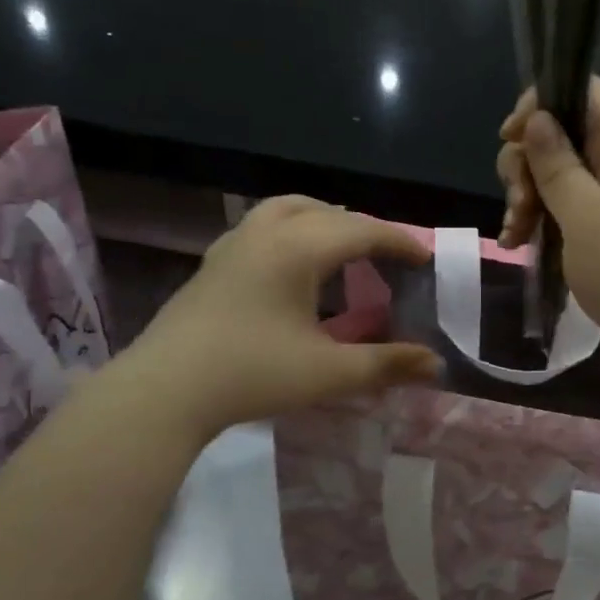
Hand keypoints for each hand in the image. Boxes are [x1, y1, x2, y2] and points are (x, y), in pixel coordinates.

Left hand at [130, 197, 439, 435]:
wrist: (164, 391)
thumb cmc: (251, 375)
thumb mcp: (328, 373)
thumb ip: (386, 364)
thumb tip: (436, 364)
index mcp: (297, 248)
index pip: (362, 230)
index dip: (399, 242)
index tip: (425, 259)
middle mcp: (266, 232)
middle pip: (328, 212)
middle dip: (365, 229)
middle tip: (390, 258)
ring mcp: (234, 243)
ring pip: (290, 208)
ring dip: (326, 219)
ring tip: (345, 246)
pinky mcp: (215, 262)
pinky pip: (265, 225)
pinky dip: (295, 229)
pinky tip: (295, 264)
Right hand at [496, 80, 599, 394]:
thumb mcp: (587, 216)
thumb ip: (559, 167)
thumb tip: (540, 116)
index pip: (587, 95)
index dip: (544, 100)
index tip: (512, 135)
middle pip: (562, 139)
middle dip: (526, 164)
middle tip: (519, 202)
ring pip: (556, 182)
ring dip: (526, 200)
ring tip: (513, 237)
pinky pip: (563, 218)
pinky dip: (538, 227)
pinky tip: (517, 248)